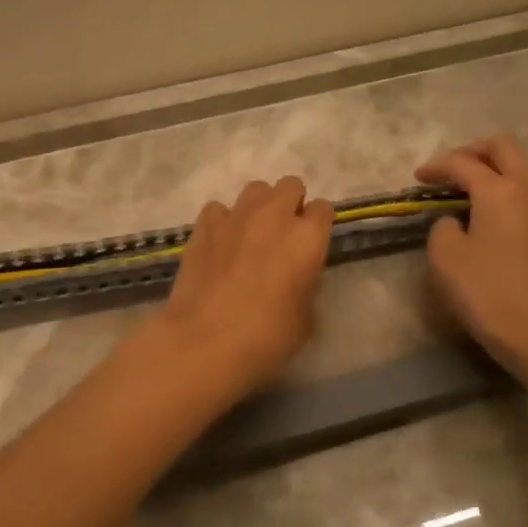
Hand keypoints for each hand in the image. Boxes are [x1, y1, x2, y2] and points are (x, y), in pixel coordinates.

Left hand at [143, 176, 333, 402]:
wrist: (205, 341)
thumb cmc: (266, 337)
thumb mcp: (305, 319)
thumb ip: (306, 286)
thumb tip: (296, 277)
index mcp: (308, 238)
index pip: (323, 208)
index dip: (318, 224)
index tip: (312, 244)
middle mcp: (274, 216)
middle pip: (290, 185)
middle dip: (291, 203)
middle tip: (283, 234)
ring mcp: (236, 216)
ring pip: (255, 189)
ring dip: (259, 206)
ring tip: (252, 234)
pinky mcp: (204, 226)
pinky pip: (219, 209)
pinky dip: (223, 221)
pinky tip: (220, 243)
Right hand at [416, 135, 527, 373]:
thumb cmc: (486, 293)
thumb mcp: (445, 257)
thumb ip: (443, 226)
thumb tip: (456, 220)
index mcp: (499, 190)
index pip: (463, 163)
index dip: (436, 167)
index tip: (418, 178)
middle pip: (504, 147)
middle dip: (473, 151)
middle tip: (450, 170)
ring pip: (524, 165)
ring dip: (496, 166)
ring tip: (471, 186)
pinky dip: (510, 186)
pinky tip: (492, 210)